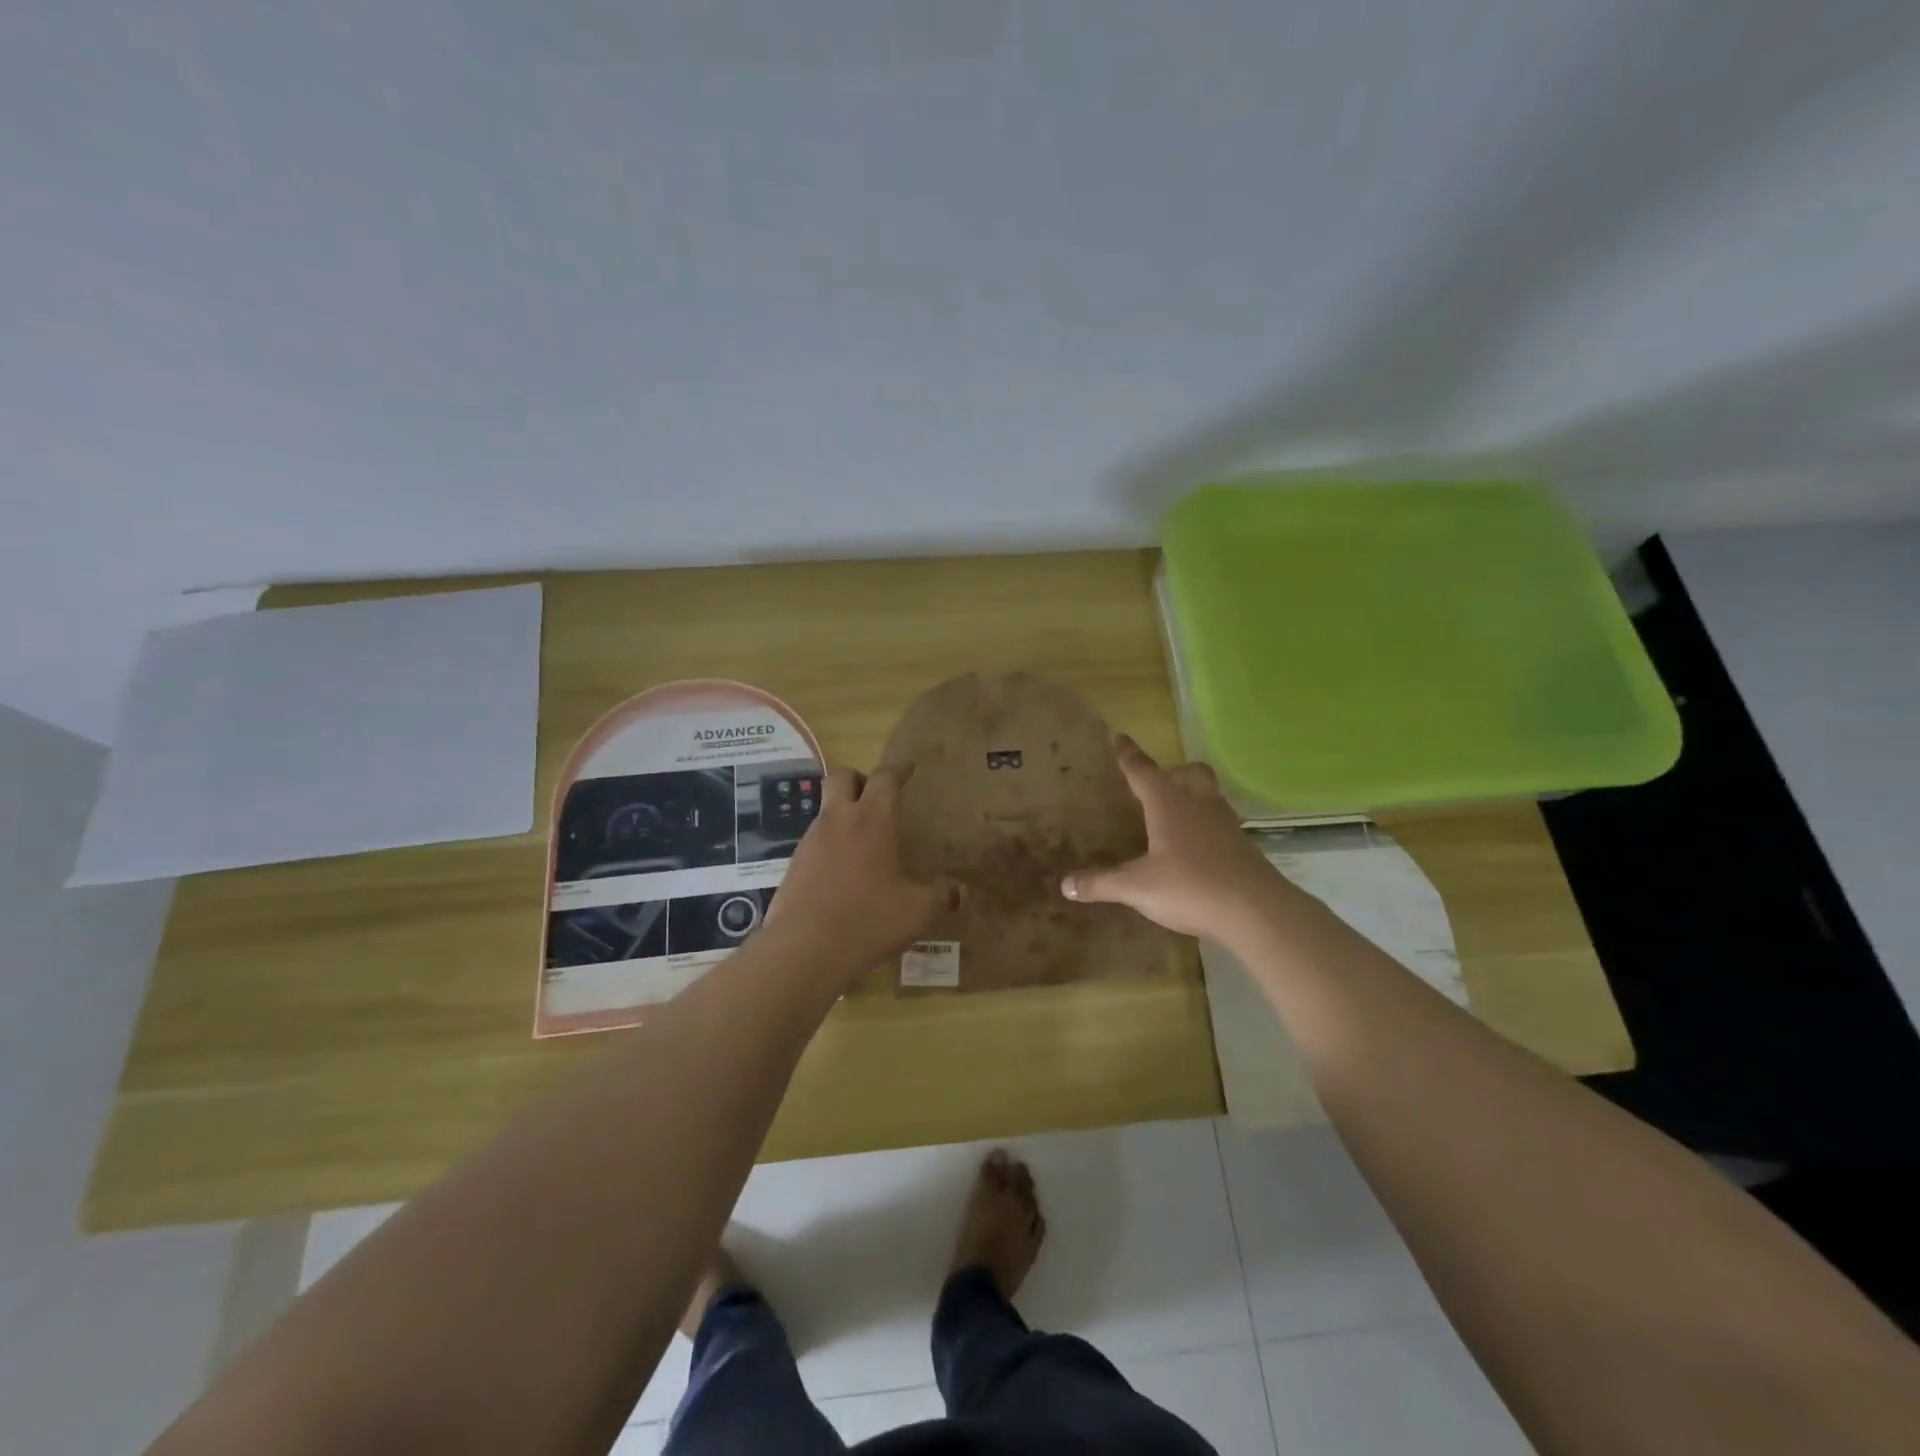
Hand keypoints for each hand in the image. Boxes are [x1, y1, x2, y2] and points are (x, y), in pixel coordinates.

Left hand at [765, 764, 961, 984]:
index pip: (884, 778)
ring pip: (826, 809)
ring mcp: (810, 841)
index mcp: (871, 820)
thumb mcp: (917, 912)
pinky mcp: (793, 865)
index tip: (908, 769)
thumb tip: (957, 892)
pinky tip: (843, 872)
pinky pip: (815, 841)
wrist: (803, 951)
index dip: (898, 770)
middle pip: (841, 776)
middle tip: (877, 796)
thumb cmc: (868, 921)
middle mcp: (837, 821)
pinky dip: (831, 844)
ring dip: (844, 813)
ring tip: (864, 841)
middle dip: (860, 778)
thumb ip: (940, 897)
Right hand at [1060, 735, 1278, 939]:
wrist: (1256, 911)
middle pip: (1190, 773)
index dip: (1127, 754)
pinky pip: (1221, 824)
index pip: (1142, 770)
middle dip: (1173, 772)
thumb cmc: (1190, 887)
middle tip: (1157, 786)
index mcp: (1168, 805)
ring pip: (1210, 796)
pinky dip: (1206, 827)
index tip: (1117, 736)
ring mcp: (1226, 824)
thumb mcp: (1137, 888)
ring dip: (1193, 798)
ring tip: (1176, 817)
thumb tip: (1065, 885)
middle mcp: (1199, 805)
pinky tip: (1196, 850)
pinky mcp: (1243, 847)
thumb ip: (1101, 883)